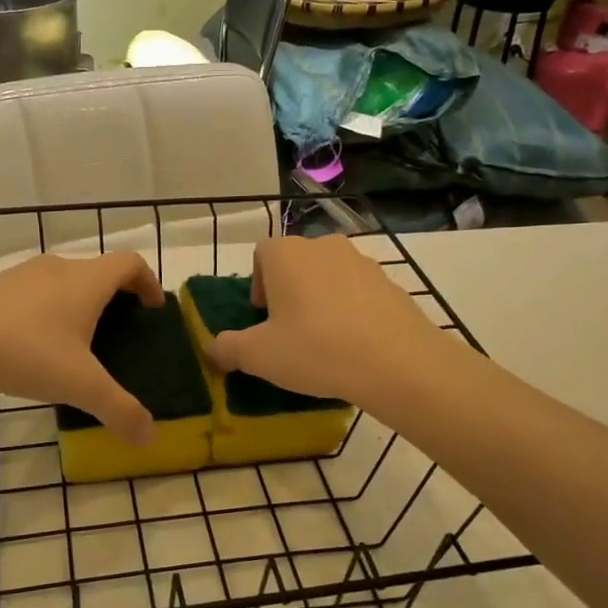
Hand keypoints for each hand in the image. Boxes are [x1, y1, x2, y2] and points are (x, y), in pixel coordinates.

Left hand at [0, 252, 163, 445]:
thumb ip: (119, 410)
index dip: (148, 282)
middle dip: (114, 298)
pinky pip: (33, 294)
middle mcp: (57, 268)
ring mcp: (21, 275)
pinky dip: (46, 312)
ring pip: (63, 282)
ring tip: (76, 344)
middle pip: (97, 272)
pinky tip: (32, 348)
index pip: (130, 263)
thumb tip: (149, 438)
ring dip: (78, 304)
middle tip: (119, 333)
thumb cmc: (26, 352)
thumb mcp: (80, 386)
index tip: (153, 310)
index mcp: (86, 281)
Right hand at [203, 236, 443, 411]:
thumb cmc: (315, 349)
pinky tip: (354, 344)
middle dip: (288, 292)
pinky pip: (359, 292)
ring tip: (324, 341)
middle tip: (289, 332)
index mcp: (286, 254)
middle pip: (296, 263)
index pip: (261, 255)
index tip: (262, 319)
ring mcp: (362, 261)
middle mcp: (323, 246)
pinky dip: (351, 310)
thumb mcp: (258, 356)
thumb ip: (227, 348)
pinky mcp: (390, 283)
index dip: (257, 285)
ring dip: (320, 300)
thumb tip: (212, 348)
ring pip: (329, 276)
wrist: (396, 362)